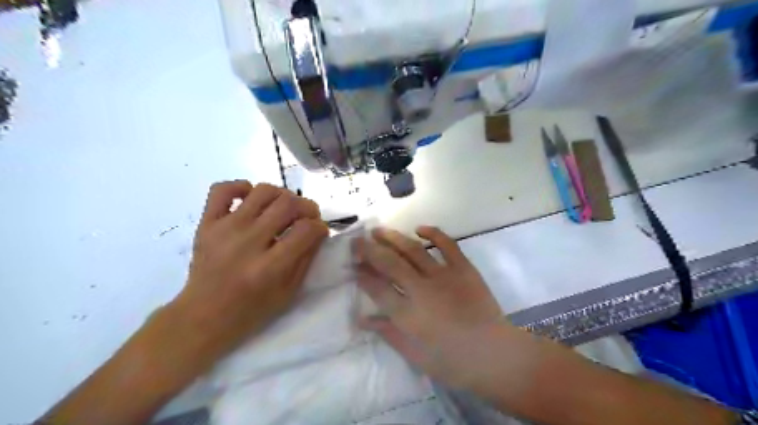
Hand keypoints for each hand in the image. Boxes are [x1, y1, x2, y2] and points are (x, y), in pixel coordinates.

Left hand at [174, 181, 327, 355]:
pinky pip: (222, 189)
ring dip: (282, 195)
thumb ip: (307, 258)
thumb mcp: (289, 292)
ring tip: (283, 208)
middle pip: (288, 204)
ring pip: (262, 191)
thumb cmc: (251, 309)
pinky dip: (241, 187)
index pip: (307, 230)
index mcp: (269, 267)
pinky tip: (251, 199)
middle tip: (307, 216)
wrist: (203, 315)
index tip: (320, 231)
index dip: (320, 226)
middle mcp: (248, 243)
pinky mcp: (207, 223)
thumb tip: (318, 230)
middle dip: (307, 207)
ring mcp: (225, 229)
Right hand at [354, 228, 521, 389]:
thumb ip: (388, 333)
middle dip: (369, 250)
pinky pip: (447, 245)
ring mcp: (444, 276)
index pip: (377, 288)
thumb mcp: (415, 355)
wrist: (495, 355)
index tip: (352, 266)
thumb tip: (362, 319)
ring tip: (378, 230)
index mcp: (408, 314)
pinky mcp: (464, 269)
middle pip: (389, 263)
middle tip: (357, 241)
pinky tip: (419, 228)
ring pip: (413, 250)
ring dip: (393, 238)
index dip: (362, 275)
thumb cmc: (452, 362)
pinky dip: (433, 233)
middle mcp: (422, 290)